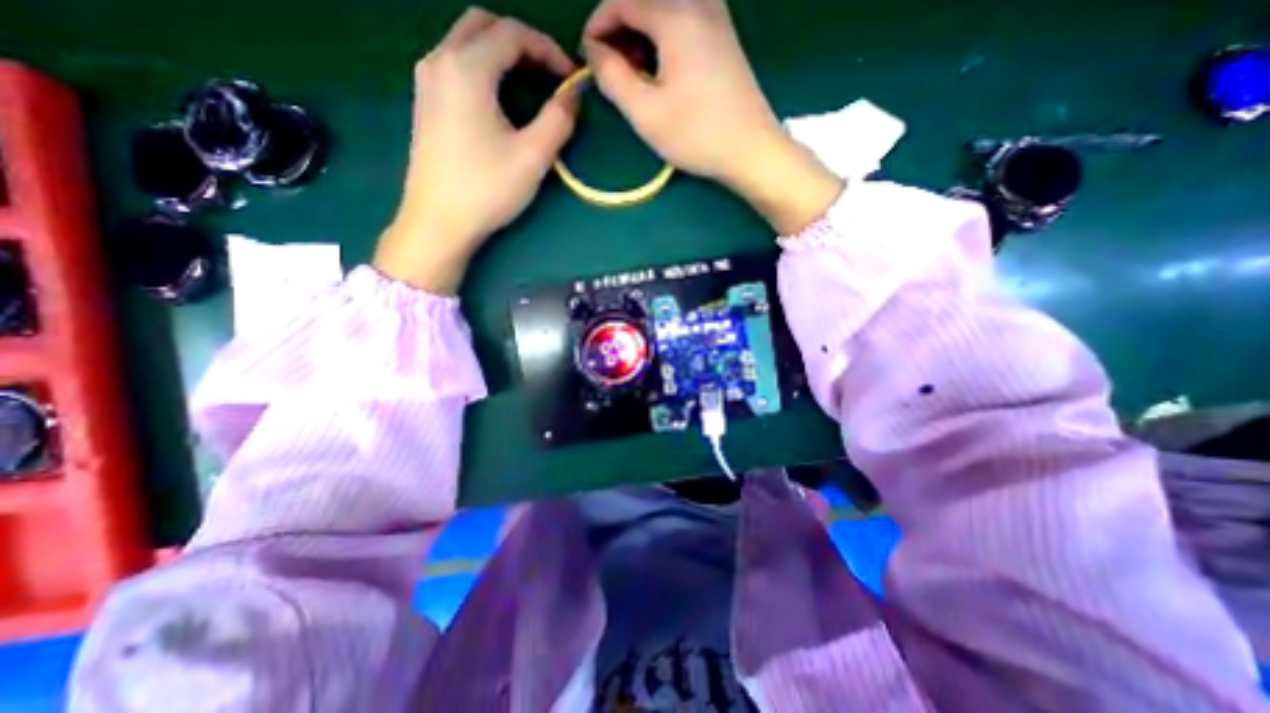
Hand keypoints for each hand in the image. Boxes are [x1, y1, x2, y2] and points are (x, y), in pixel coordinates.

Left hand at [375, 7, 579, 293]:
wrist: (439, 221)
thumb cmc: (487, 189)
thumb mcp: (533, 157)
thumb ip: (558, 119)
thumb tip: (574, 93)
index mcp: (467, 68)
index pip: (513, 34)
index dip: (548, 50)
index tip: (571, 78)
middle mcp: (440, 60)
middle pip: (484, 25)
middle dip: (522, 42)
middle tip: (549, 73)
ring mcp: (427, 80)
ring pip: (465, 42)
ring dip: (501, 52)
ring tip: (530, 84)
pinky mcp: (424, 102)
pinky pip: (455, 64)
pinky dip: (482, 67)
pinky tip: (499, 98)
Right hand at [581, 1, 840, 229]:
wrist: (751, 150)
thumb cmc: (697, 135)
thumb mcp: (645, 112)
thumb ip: (613, 77)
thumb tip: (594, 52)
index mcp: (675, 14)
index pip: (621, 0)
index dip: (597, 27)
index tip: (587, 59)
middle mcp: (698, 2)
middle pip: (644, 1)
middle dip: (619, 31)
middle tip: (611, 72)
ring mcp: (716, 17)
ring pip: (664, 11)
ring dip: (641, 37)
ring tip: (634, 77)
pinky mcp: (724, 37)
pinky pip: (683, 22)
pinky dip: (663, 40)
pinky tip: (661, 73)